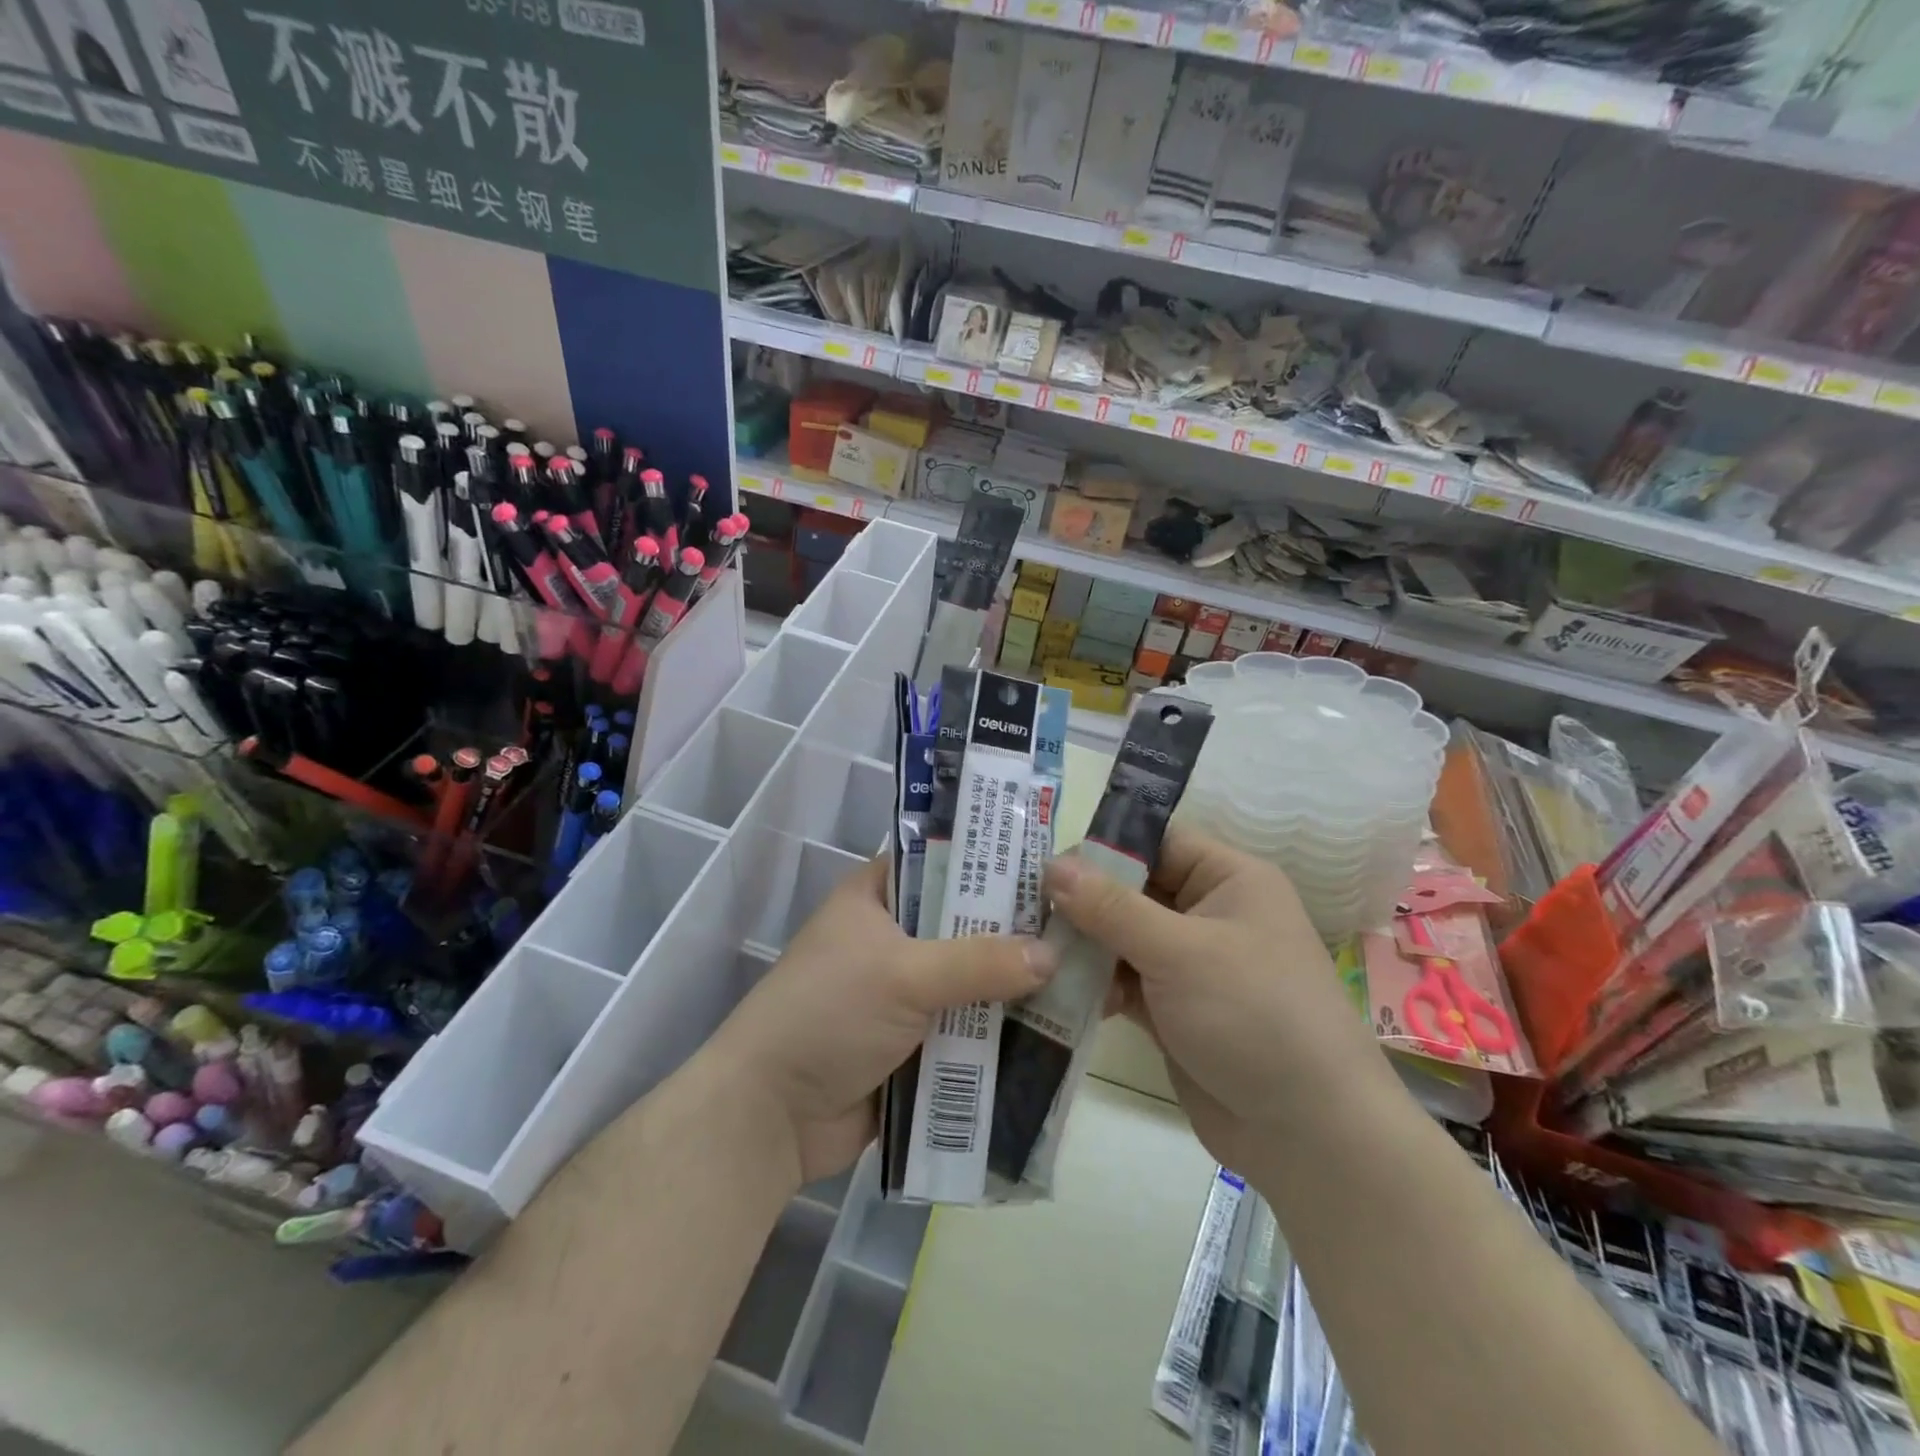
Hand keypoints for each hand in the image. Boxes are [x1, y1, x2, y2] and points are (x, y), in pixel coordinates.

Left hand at [711, 857, 1058, 1184]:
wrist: (770, 1116)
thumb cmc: (828, 1015)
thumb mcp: (903, 974)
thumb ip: (979, 962)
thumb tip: (1053, 955)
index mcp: (877, 897)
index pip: (943, 862)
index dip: (992, 863)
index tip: (1051, 871)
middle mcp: (893, 937)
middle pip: (966, 925)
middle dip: (1015, 934)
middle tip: (1081, 929)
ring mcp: (904, 993)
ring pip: (972, 981)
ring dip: (1013, 989)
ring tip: (1084, 980)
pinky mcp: (915, 1043)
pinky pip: (967, 1030)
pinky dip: (1000, 1034)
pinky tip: (1056, 1033)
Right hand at [1047, 827, 1391, 1173]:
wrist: (1310, 1134)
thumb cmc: (1253, 1015)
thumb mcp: (1179, 951)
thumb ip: (1111, 908)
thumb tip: (1051, 866)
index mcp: (1228, 879)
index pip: (1156, 842)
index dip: (1103, 848)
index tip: (1045, 865)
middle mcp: (1209, 913)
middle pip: (1132, 889)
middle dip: (1082, 901)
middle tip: (1023, 911)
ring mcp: (1190, 963)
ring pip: (1122, 937)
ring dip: (1083, 946)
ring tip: (1033, 954)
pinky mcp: (1173, 1008)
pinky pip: (1123, 980)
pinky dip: (1095, 984)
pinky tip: (1057, 993)